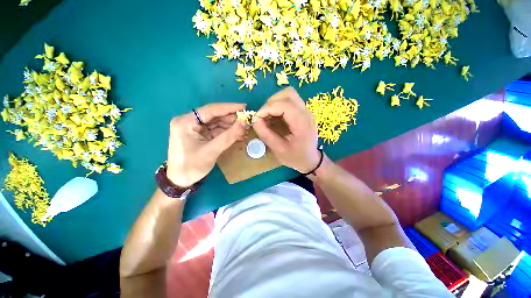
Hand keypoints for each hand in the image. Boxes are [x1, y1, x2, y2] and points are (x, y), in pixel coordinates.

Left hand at [166, 103, 247, 187]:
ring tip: (245, 129)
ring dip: (231, 126)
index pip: (211, 109)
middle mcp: (189, 121)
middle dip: (232, 119)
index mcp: (186, 122)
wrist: (180, 181)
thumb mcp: (212, 150)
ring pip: (217, 123)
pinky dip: (227, 132)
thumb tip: (244, 122)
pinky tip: (238, 134)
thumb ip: (229, 136)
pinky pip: (216, 130)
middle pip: (214, 116)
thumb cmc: (192, 167)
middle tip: (247, 121)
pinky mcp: (200, 134)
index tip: (244, 107)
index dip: (229, 108)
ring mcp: (194, 128)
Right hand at [253, 87, 319, 172]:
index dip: (267, 108)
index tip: (257, 118)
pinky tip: (274, 118)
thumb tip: (254, 120)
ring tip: (268, 117)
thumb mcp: (279, 150)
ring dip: (274, 103)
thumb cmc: (296, 158)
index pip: (284, 104)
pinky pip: (289, 101)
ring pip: (289, 95)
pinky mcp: (303, 112)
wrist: (311, 160)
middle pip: (288, 94)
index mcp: (302, 123)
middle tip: (263, 116)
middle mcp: (306, 113)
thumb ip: (266, 134)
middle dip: (271, 102)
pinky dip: (278, 106)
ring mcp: (306, 111)